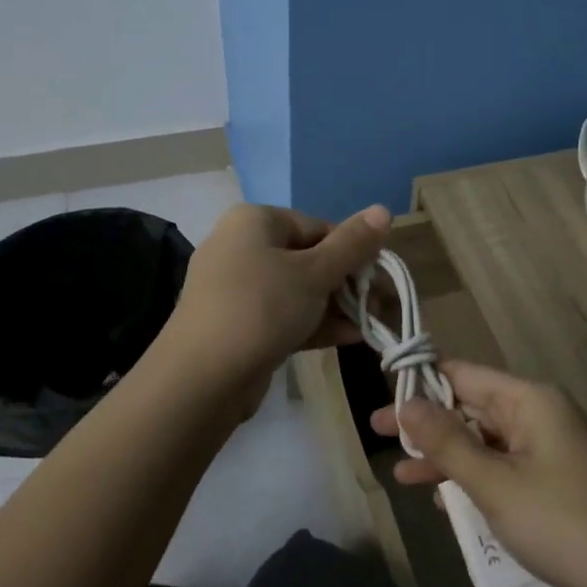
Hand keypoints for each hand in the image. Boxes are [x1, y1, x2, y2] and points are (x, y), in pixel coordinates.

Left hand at [165, 202, 390, 392]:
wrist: (202, 378)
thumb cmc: (262, 307)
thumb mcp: (315, 272)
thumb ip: (352, 243)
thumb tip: (384, 209)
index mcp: (254, 221)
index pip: (317, 226)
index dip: (353, 251)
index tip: (380, 277)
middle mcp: (240, 246)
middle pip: (308, 258)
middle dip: (346, 283)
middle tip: (380, 305)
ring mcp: (235, 288)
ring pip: (296, 290)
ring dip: (335, 306)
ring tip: (371, 324)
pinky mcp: (236, 324)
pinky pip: (282, 314)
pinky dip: (312, 323)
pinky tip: (349, 338)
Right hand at [371, 361, 586, 586]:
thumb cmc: (562, 525)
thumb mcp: (494, 484)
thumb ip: (446, 442)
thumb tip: (405, 402)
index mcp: (529, 400)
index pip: (463, 374)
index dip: (421, 382)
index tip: (381, 394)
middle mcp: (538, 415)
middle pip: (471, 406)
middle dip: (427, 423)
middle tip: (376, 434)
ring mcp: (547, 450)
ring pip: (483, 441)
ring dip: (444, 456)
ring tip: (399, 473)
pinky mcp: (551, 483)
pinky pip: (500, 468)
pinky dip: (471, 479)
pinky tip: (442, 501)